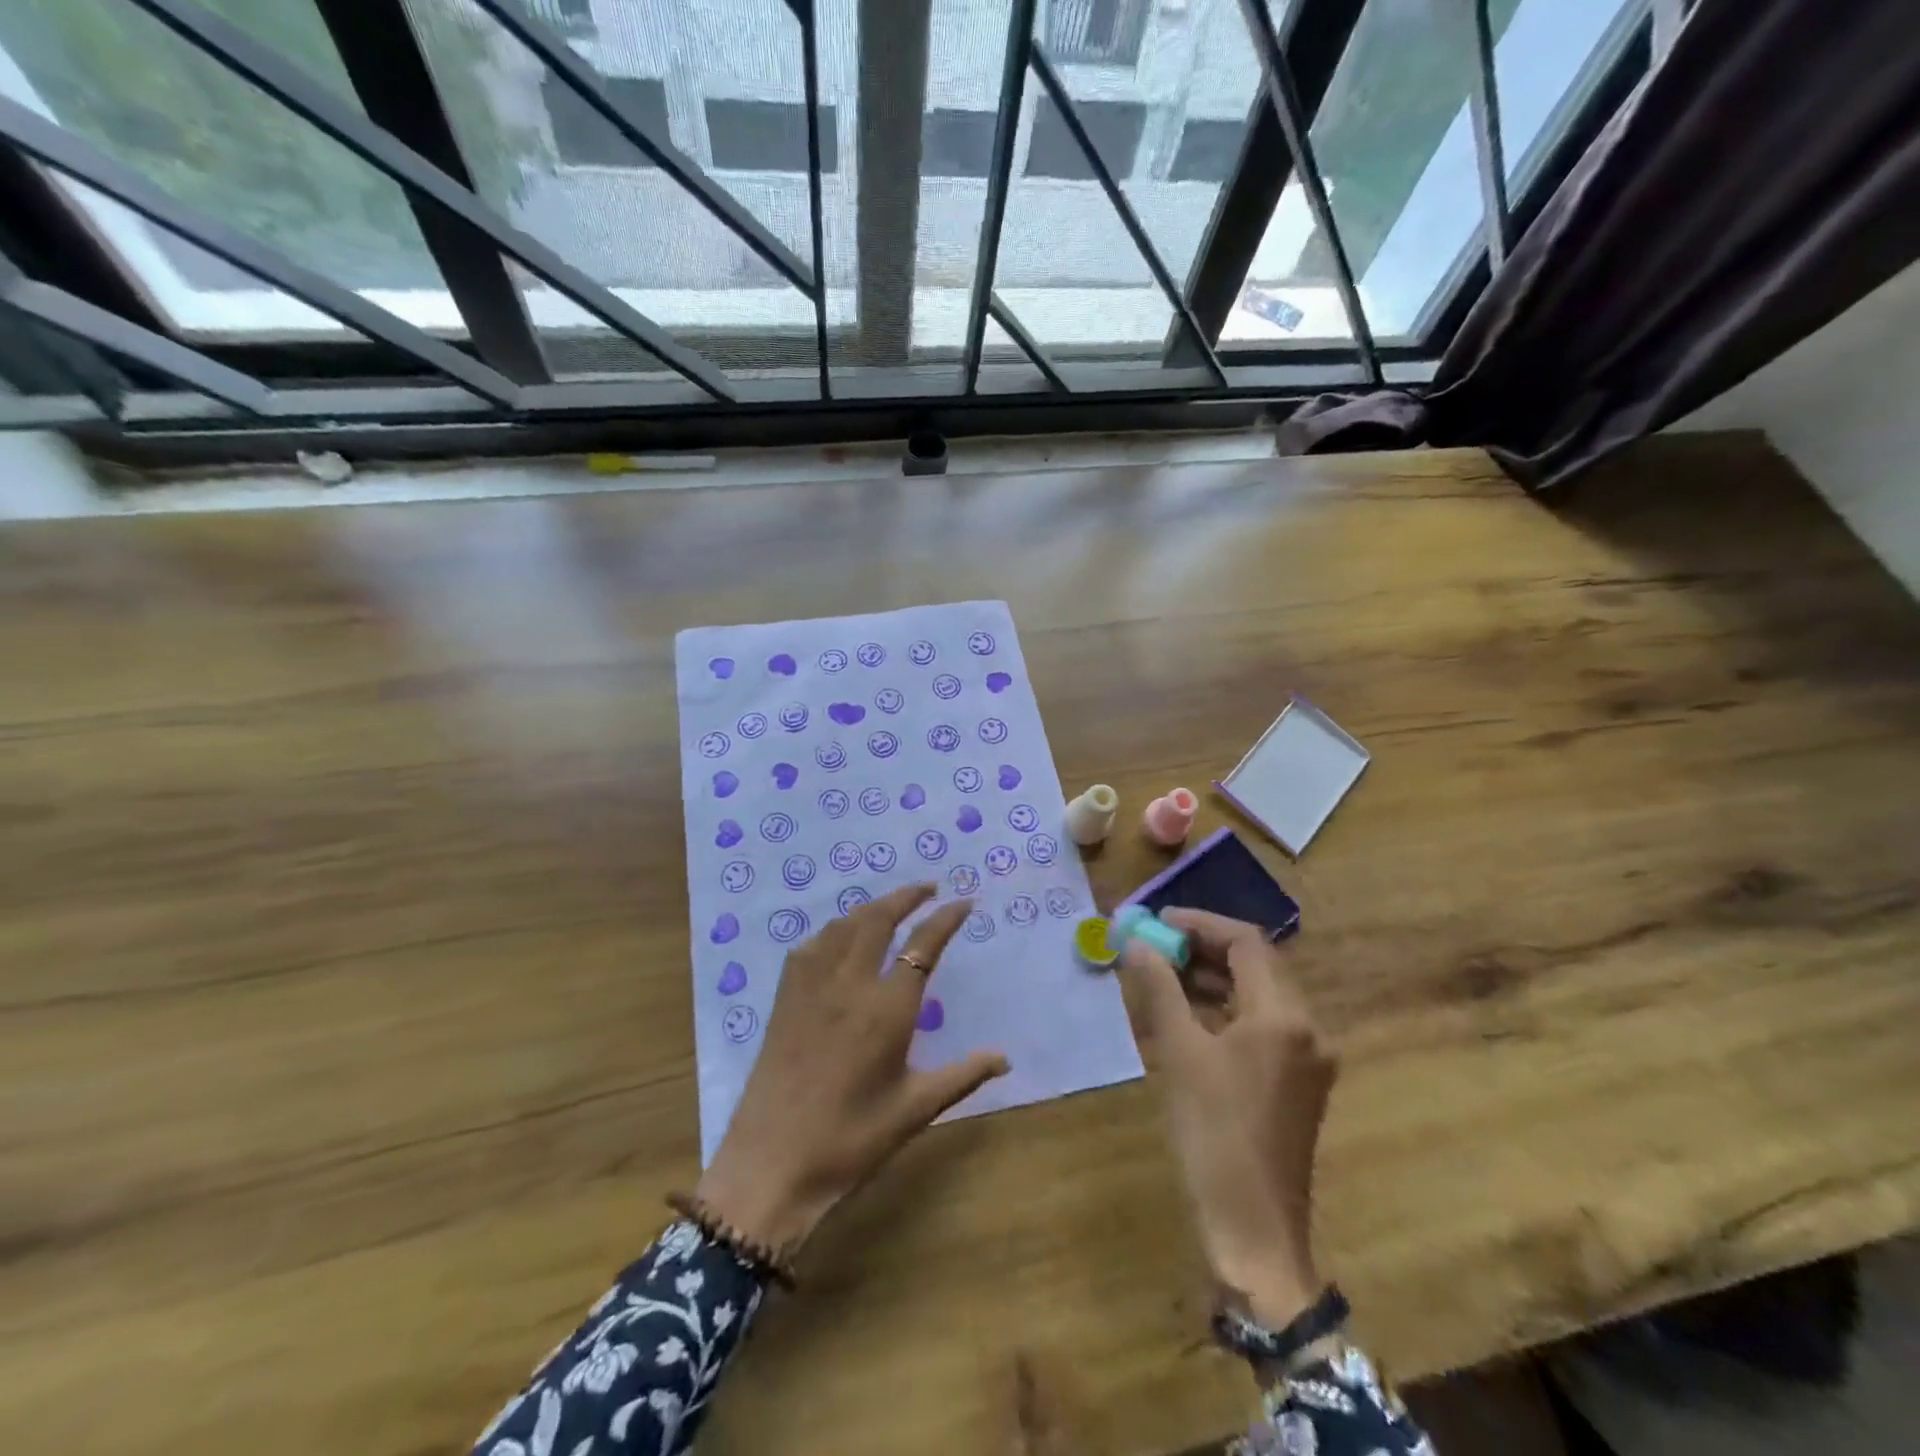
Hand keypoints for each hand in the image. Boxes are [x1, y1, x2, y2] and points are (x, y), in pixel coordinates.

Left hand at [696, 885, 1009, 1254]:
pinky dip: (834, 929)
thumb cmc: (850, 1141)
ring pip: (843, 925)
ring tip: (891, 907)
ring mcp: (811, 987)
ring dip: (871, 907)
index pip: (923, 946)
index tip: (963, 902)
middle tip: (929, 888)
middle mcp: (849, 984)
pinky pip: (811, 946)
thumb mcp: (915, 1111)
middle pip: (878, 919)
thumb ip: (962, 1076)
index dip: (946, 918)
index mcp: (887, 1010)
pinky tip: (840, 938)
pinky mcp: (785, 998)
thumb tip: (1005, 1059)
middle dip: (906, 896)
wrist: (771, 1165)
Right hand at [1120, 909, 1336, 1326]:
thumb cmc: (1213, 1135)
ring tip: (1162, 975)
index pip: (1245, 942)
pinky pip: (1260, 1026)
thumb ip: (1159, 989)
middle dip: (1202, 948)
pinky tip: (1187, 1015)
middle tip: (1154, 946)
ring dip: (1212, 978)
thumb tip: (1136, 943)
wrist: (1253, 1231)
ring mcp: (1307, 1058)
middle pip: (1255, 965)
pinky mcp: (1298, 1082)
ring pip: (1258, 995)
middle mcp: (1307, 1028)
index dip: (1199, 924)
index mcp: (1284, 1016)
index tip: (1157, 922)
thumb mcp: (1178, 1054)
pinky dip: (1224, 1010)